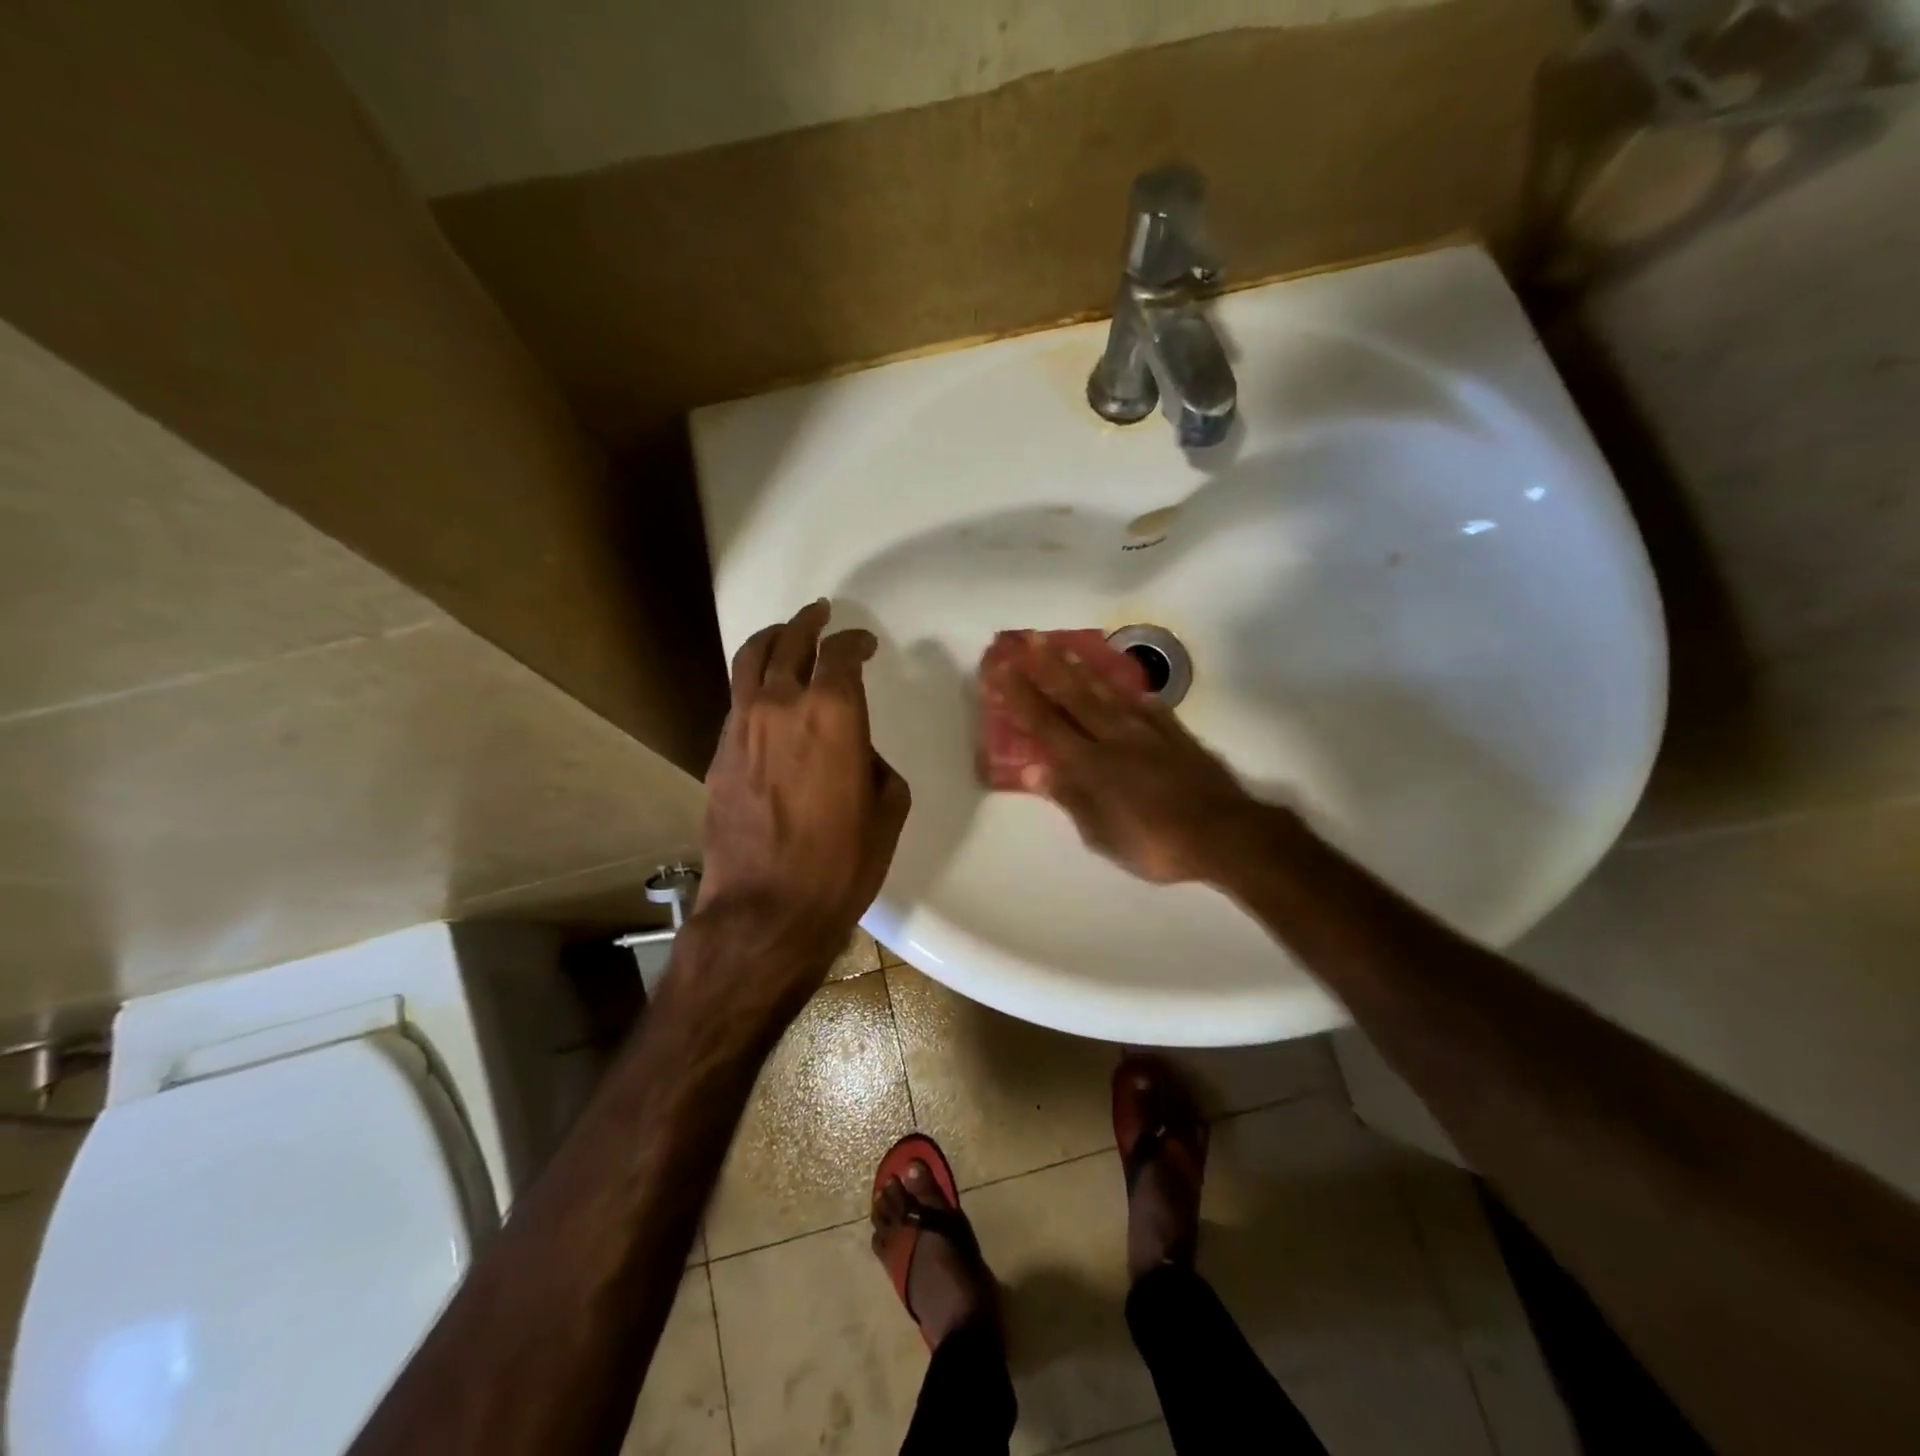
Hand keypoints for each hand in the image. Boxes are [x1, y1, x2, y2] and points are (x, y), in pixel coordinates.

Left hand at [698, 600, 910, 984]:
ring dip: (772, 640)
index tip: (863, 642)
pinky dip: (754, 682)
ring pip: (751, 661)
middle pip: (789, 642)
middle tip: (819, 613)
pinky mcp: (719, 752)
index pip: (840, 654)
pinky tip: (766, 694)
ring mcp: (742, 726)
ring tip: (784, 634)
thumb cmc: (841, 863)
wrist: (766, 908)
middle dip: (807, 622)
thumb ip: (875, 766)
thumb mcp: (886, 811)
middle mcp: (782, 705)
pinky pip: (738, 699)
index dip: (854, 640)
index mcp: (833, 714)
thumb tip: (856, 753)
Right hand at [992, 633, 1271, 883]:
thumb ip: (1069, 797)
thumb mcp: (1101, 834)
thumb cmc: (1154, 844)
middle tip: (1029, 639)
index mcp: (1091, 764)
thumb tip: (1033, 769)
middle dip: (1048, 667)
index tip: (1002, 669)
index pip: (1046, 723)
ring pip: (1110, 694)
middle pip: (1076, 697)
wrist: (1223, 834)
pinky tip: (1127, 686)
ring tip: (1066, 648)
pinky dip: (1134, 694)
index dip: (1022, 696)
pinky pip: (1149, 707)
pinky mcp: (1178, 736)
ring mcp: (1149, 733)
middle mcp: (1115, 738)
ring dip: (1084, 670)